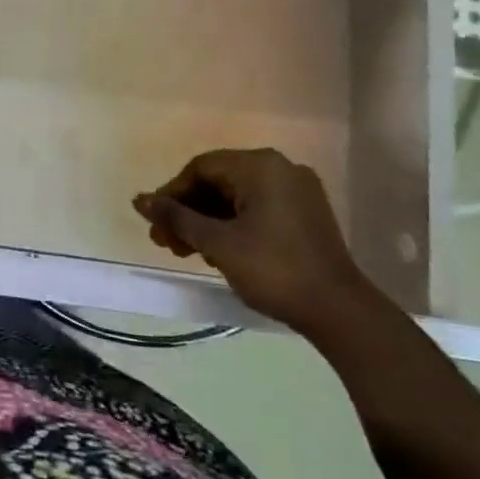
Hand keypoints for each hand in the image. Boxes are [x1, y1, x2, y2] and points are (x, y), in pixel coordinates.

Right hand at [132, 148, 387, 339]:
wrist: (340, 312)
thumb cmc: (274, 269)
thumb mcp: (218, 243)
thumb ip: (176, 217)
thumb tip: (139, 200)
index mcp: (260, 166)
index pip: (200, 168)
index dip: (171, 194)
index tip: (155, 223)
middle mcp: (280, 169)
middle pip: (218, 182)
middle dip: (187, 212)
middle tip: (165, 242)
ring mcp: (297, 191)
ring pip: (236, 197)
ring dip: (206, 222)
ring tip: (185, 252)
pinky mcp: (305, 214)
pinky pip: (256, 209)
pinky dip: (231, 226)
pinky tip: (217, 252)